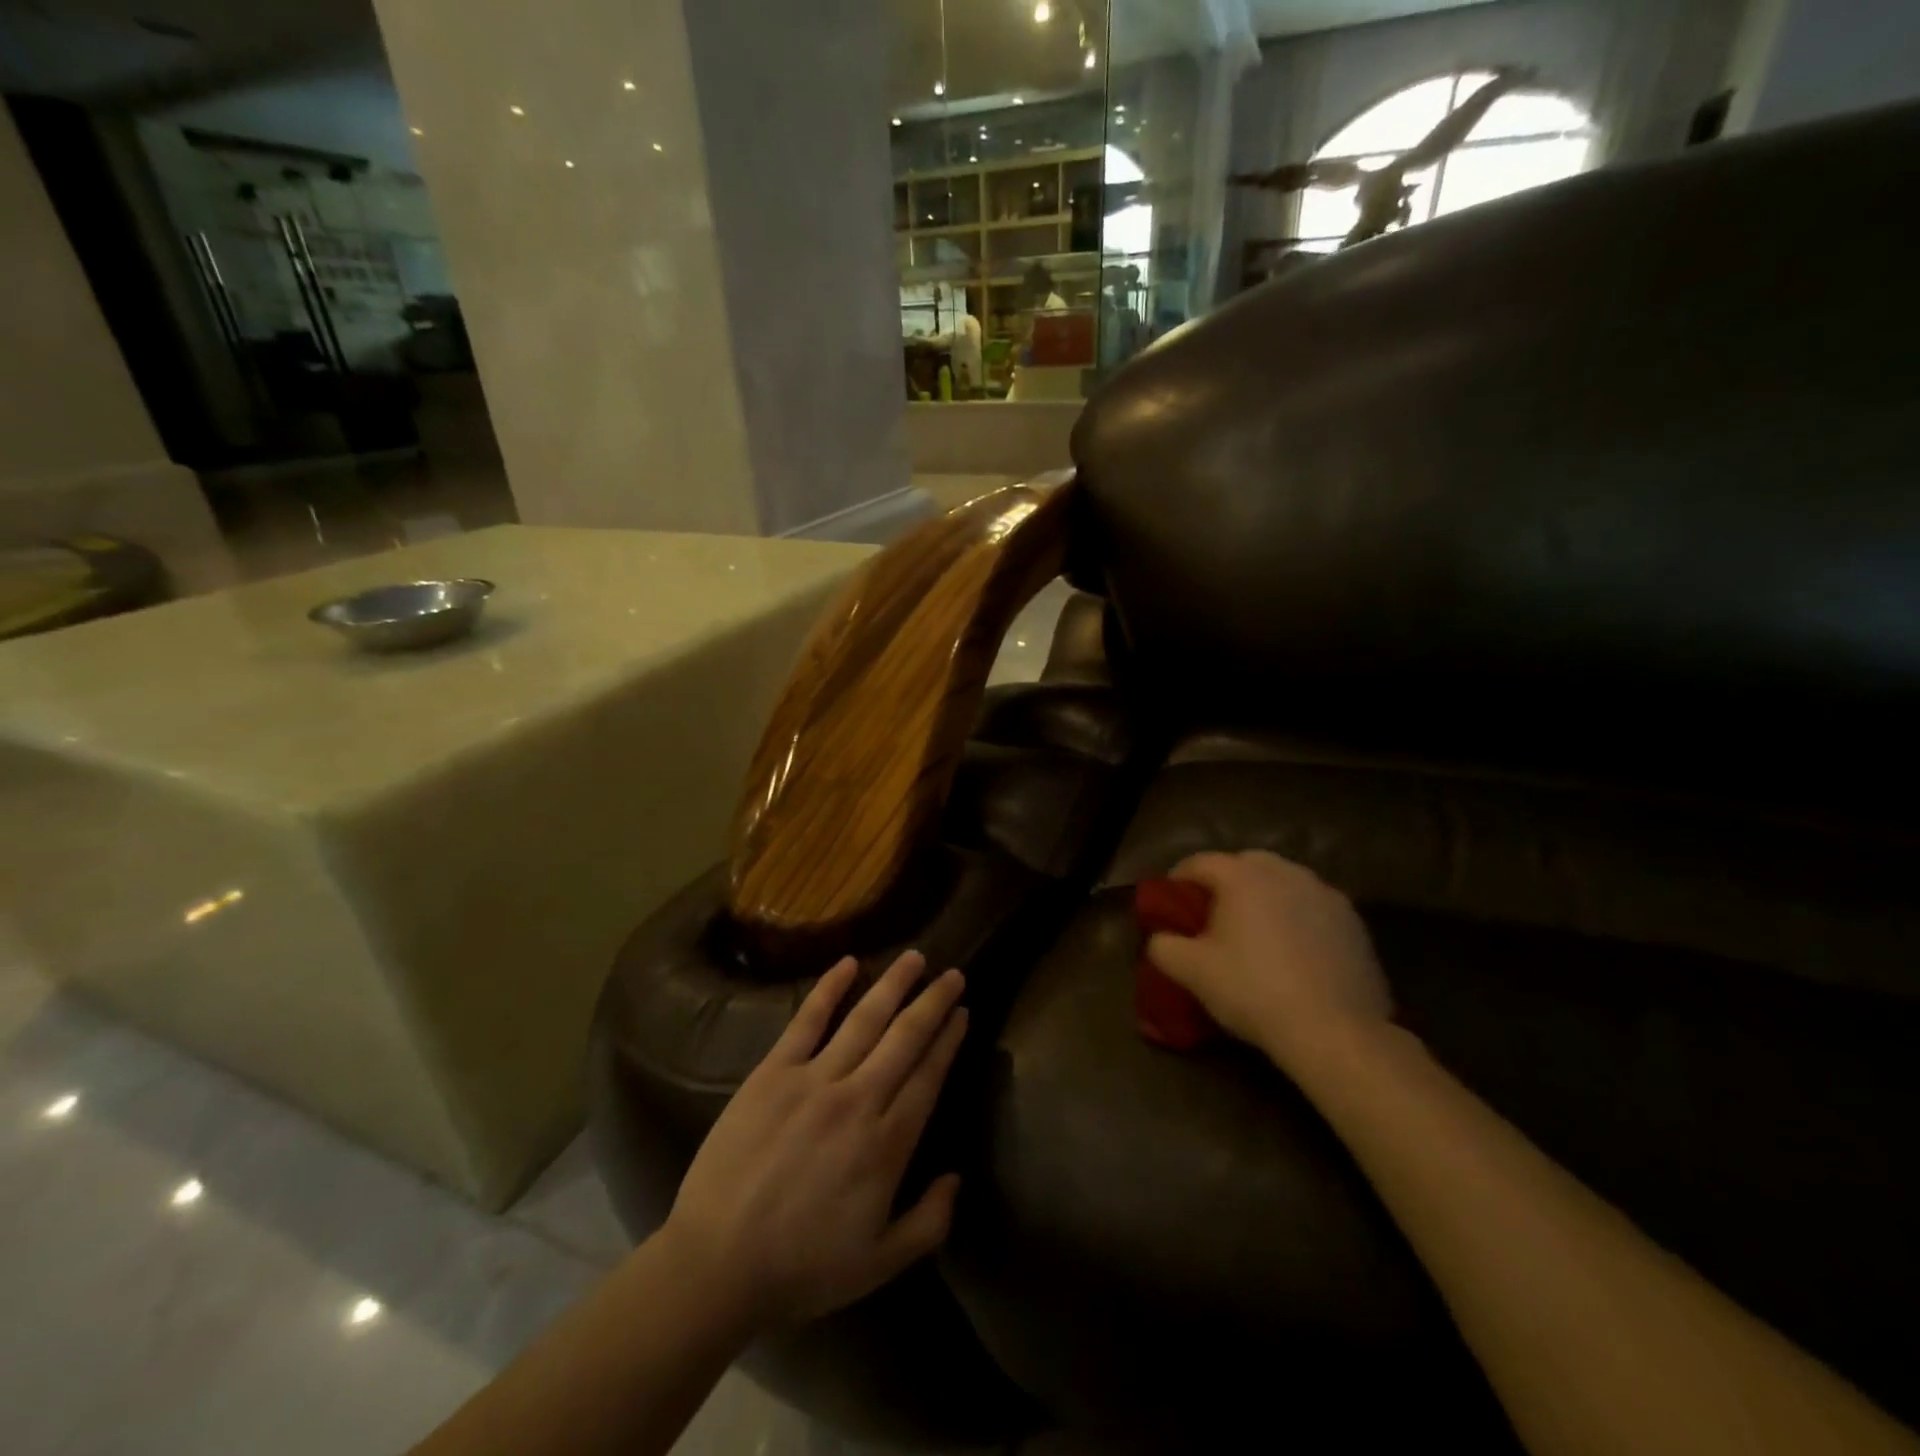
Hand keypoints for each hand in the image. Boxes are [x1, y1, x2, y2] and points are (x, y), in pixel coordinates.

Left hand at [661, 952, 967, 1328]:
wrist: (717, 1264)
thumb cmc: (801, 1268)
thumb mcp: (878, 1264)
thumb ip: (929, 1222)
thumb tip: (957, 1177)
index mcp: (887, 1144)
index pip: (929, 1077)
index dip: (948, 1041)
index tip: (962, 1013)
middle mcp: (859, 1100)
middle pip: (905, 1038)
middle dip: (933, 1003)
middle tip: (952, 974)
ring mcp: (815, 1080)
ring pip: (865, 1020)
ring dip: (893, 985)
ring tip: (915, 957)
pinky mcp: (774, 1072)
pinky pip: (806, 1021)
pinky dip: (829, 989)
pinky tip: (849, 963)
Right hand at [1146, 851, 1391, 1079]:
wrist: (1335, 1031)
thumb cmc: (1253, 991)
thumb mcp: (1191, 972)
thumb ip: (1163, 946)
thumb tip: (1160, 938)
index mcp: (1243, 876)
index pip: (1199, 862)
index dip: (1178, 879)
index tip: (1169, 902)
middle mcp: (1285, 872)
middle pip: (1245, 864)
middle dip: (1225, 883)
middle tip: (1213, 915)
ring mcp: (1325, 894)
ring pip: (1284, 883)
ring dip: (1264, 898)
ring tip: (1255, 932)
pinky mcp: (1354, 922)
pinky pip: (1313, 908)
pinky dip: (1297, 918)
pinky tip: (1294, 952)